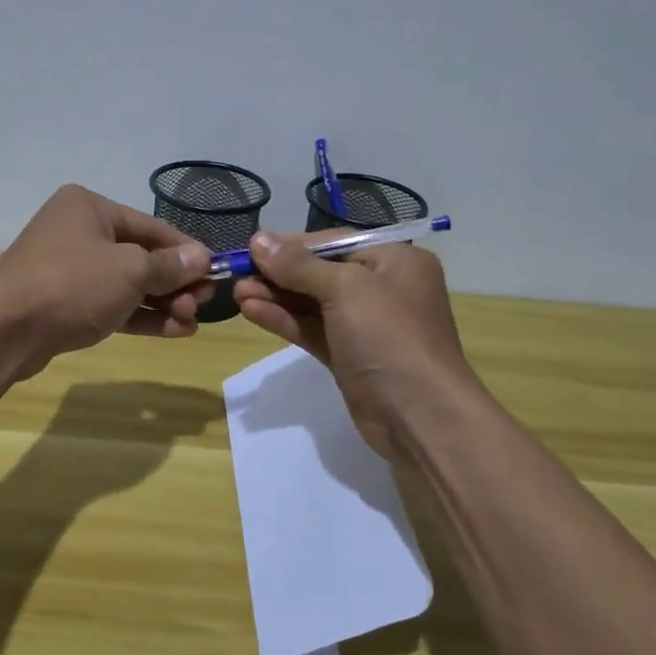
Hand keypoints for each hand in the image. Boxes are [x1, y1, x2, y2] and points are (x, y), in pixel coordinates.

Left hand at [0, 185, 213, 378]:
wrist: (4, 331)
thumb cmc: (72, 285)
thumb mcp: (129, 271)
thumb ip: (168, 266)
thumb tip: (201, 258)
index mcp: (90, 208)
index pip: (152, 226)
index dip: (187, 250)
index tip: (216, 272)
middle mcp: (78, 232)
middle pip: (140, 255)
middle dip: (175, 282)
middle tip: (203, 304)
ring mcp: (69, 269)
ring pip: (127, 284)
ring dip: (162, 303)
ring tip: (192, 322)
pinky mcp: (65, 303)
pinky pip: (111, 304)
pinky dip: (140, 316)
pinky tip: (173, 331)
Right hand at [232, 231, 470, 459]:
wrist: (419, 415)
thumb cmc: (389, 337)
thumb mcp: (345, 289)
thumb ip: (299, 265)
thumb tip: (258, 239)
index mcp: (395, 260)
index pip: (335, 242)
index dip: (292, 245)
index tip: (252, 248)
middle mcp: (382, 288)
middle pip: (320, 272)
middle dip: (279, 274)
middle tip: (237, 275)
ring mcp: (365, 325)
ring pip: (312, 303)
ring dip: (275, 297)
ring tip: (236, 293)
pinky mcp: (349, 356)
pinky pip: (312, 329)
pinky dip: (284, 320)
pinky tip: (251, 312)